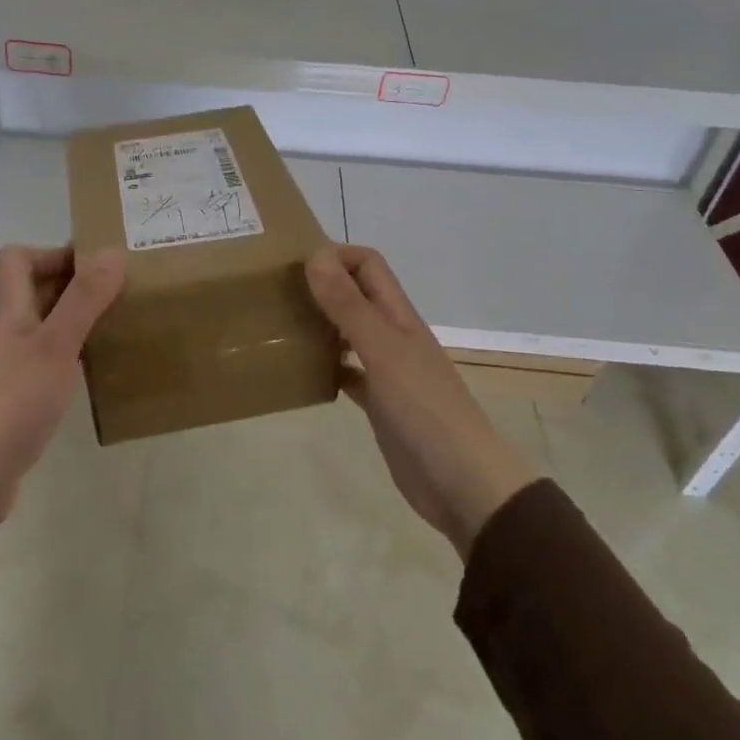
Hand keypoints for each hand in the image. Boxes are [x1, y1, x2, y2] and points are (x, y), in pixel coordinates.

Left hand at [0, 244, 124, 547]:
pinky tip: (100, 368)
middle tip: (121, 290)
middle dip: (76, 284)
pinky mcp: (21, 397)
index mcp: (11, 310)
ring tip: (119, 323)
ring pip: (47, 325)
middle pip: (36, 290)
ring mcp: (12, 365)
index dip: (53, 252)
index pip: (18, 258)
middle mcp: (9, 331)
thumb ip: (84, 299)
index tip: (95, 265)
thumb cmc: (12, 402)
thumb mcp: (55, 345)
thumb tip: (111, 251)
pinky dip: (75, 354)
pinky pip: (51, 360)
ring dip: (79, 319)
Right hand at [305, 244, 541, 558]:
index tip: (292, 264)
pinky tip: (301, 373)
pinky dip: (325, 366)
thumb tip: (315, 256)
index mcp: (398, 315)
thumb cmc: (424, 409)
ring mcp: (387, 370)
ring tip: (281, 326)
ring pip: (348, 332)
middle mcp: (393, 335)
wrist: (463, 484)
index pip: (368, 265)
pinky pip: (347, 372)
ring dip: (320, 324)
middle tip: (276, 293)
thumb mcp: (382, 351)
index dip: (336, 255)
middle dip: (321, 286)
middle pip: (356, 295)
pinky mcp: (379, 403)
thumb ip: (349, 305)